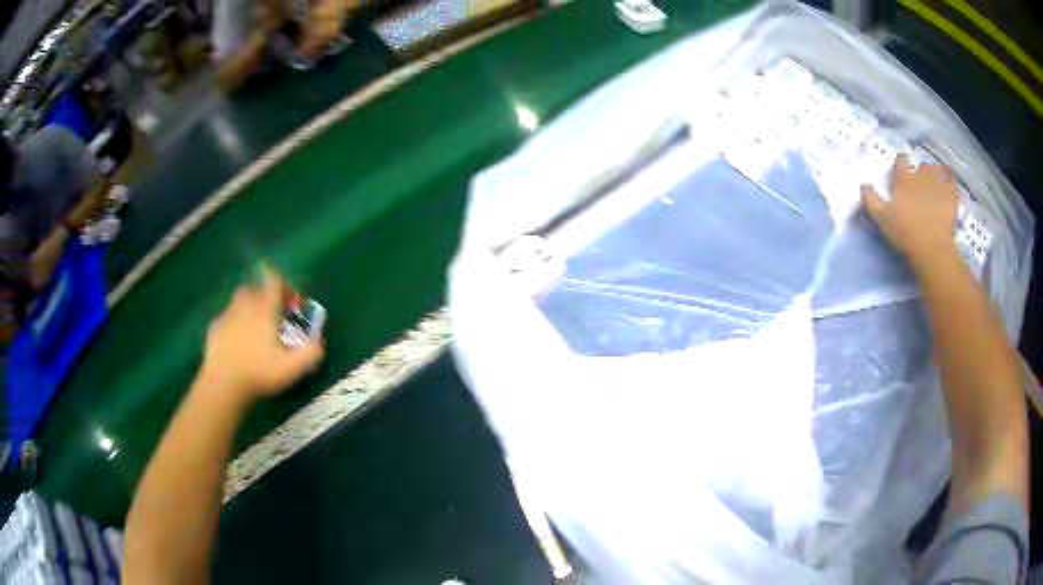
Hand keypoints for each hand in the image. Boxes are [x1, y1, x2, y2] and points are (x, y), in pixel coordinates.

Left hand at [200, 269, 323, 401]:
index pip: (273, 281)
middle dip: (261, 295)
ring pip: (237, 302)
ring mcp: (227, 316)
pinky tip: (236, 342)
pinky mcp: (214, 329)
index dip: (281, 282)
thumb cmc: (259, 373)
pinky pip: (225, 318)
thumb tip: (319, 343)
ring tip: (252, 328)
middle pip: (252, 288)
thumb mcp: (292, 368)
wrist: (223, 384)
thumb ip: (310, 353)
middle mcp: (245, 306)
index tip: (287, 296)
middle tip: (270, 314)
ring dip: (246, 308)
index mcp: (264, 309)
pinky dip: (233, 324)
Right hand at [861, 154, 959, 270]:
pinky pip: (952, 182)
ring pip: (937, 169)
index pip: (901, 161)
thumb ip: (870, 199)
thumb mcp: (881, 218)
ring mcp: (938, 184)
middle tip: (919, 182)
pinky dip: (951, 180)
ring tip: (935, 180)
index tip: (899, 175)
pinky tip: (950, 183)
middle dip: (920, 171)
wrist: (932, 249)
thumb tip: (862, 185)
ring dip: (936, 172)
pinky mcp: (951, 197)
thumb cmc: (905, 232)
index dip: (900, 166)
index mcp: (904, 178)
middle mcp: (921, 175)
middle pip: (921, 165)